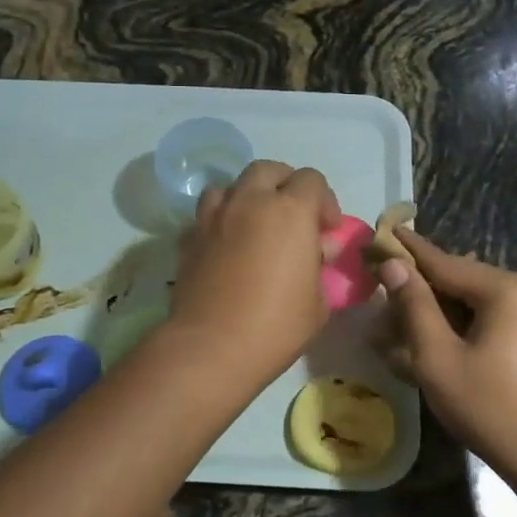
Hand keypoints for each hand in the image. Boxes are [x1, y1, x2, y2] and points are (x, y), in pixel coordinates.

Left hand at [169, 160, 340, 384]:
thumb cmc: (277, 325)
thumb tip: (319, 249)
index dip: (324, 201)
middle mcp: (250, 202)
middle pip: (268, 170)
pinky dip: (220, 222)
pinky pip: (206, 215)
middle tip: (292, 216)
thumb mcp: (318, 301)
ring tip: (254, 224)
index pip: (311, 180)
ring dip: (247, 196)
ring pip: (231, 185)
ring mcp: (214, 217)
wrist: (212, 346)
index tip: (326, 231)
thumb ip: (320, 266)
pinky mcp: (189, 238)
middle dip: (284, 185)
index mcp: (290, 211)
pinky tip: (225, 246)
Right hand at [378, 230, 516, 476]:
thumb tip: (395, 266)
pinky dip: (462, 323)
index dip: (411, 250)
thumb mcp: (438, 357)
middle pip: (462, 279)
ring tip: (404, 317)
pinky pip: (492, 318)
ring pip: (476, 300)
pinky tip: (437, 338)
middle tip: (385, 288)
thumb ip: (415, 306)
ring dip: (440, 307)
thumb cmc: (489, 407)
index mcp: (506, 289)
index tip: (386, 229)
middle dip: (423, 285)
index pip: (446, 262)